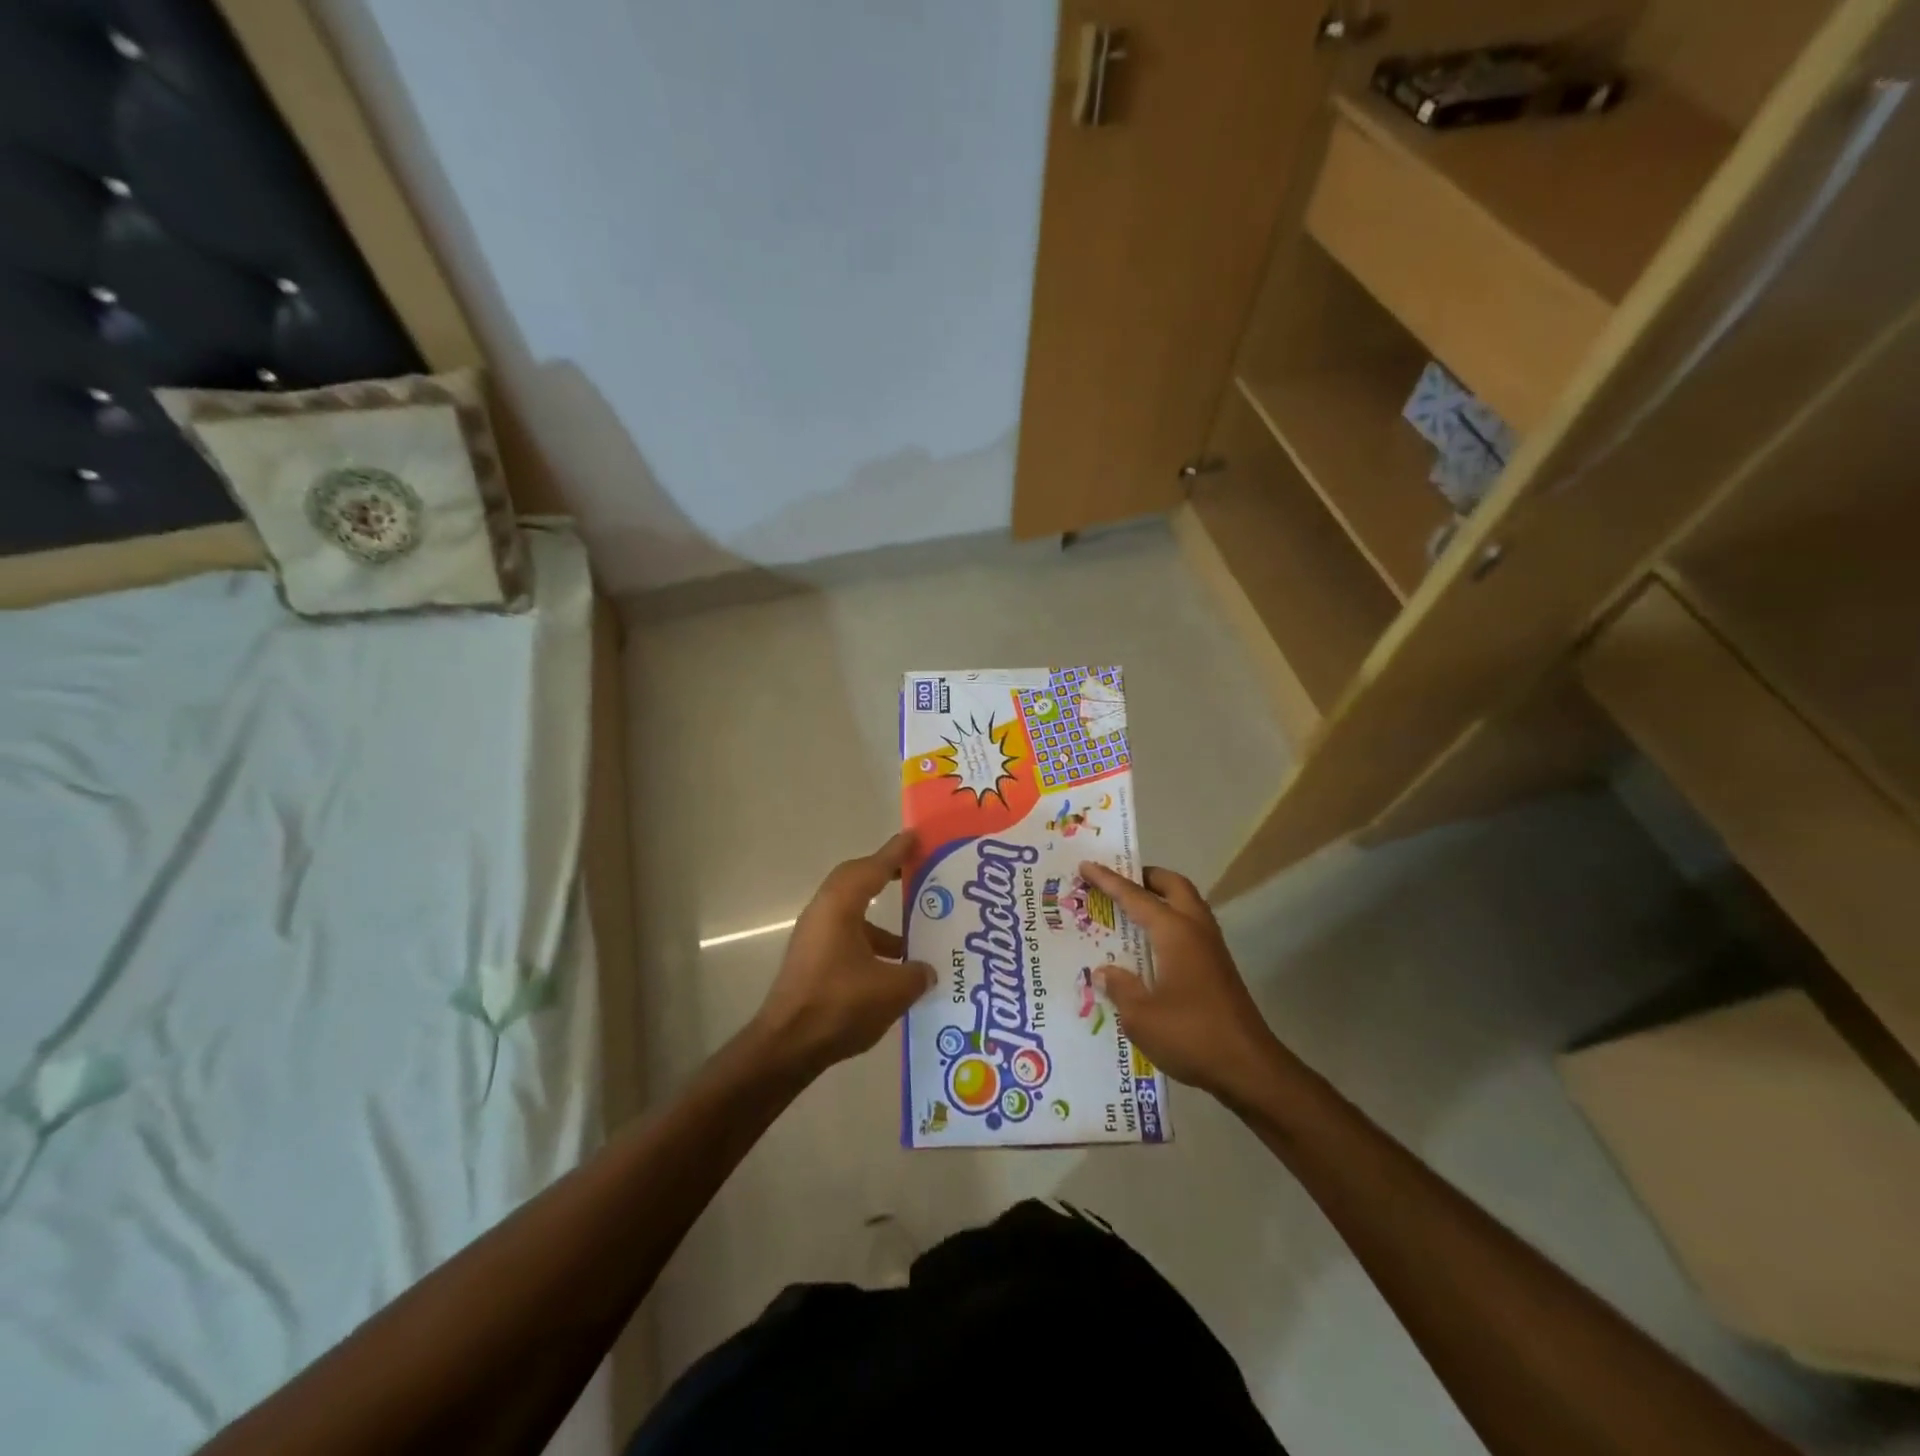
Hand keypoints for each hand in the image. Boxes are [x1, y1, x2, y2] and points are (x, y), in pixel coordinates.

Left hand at [750, 832, 935, 1080]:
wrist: (787, 1047)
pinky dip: (869, 942)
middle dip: (883, 874)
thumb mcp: (891, 990)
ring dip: (879, 918)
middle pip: (855, 882)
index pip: (872, 868)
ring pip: (850, 912)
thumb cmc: (839, 1006)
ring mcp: (813, 937)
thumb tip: (927, 970)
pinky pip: (846, 936)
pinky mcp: (812, 961)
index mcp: (840, 907)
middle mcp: (823, 913)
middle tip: (913, 872)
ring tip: (913, 933)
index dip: (895, 852)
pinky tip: (893, 969)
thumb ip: (916, 974)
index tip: (915, 837)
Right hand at [1081, 861, 1285, 1105]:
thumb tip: (1105, 971)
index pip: (1135, 896)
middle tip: (1117, 883)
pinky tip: (1151, 947)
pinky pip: (1190, 927)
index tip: (1086, 865)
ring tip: (1132, 909)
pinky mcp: (1218, 968)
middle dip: (1145, 877)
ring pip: (1187, 904)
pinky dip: (1169, 922)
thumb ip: (1119, 987)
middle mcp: (1196, 930)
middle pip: (1173, 886)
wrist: (1250, 1069)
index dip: (1108, 880)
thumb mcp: (1141, 1016)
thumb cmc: (1191, 1035)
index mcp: (1175, 932)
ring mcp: (1212, 948)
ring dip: (1161, 898)